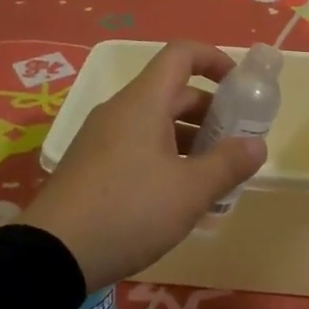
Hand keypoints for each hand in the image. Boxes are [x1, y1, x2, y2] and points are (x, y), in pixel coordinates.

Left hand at [21, 40, 267, 291]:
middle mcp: (120, 110)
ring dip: (188, 137)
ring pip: (154, 121)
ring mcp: (101, 137)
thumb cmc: (128, 210)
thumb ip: (227, 164)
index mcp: (143, 101)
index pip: (181, 54)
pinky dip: (165, 155)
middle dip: (209, 110)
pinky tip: (178, 195)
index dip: (214, 59)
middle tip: (235, 142)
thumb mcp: (189, 192)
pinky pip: (137, 145)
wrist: (51, 254)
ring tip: (213, 174)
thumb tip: (257, 144)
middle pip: (172, 91)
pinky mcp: (91, 165)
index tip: (240, 87)